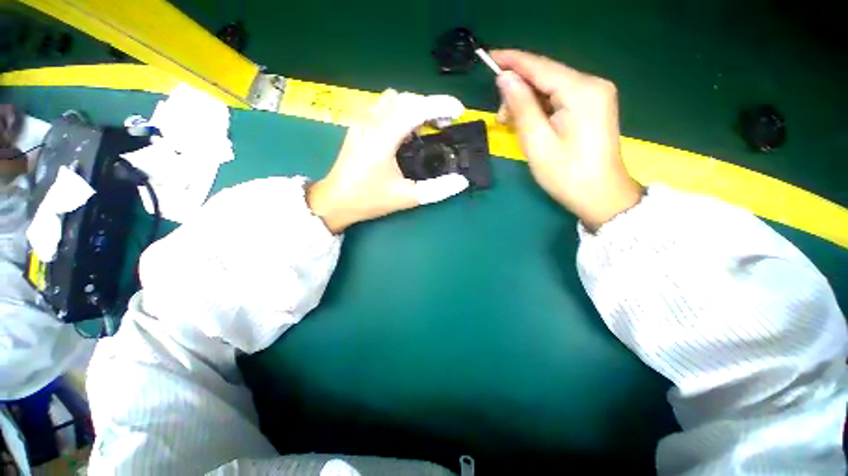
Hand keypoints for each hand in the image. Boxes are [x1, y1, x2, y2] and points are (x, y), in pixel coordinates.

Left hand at [307, 90, 469, 233]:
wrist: (335, 201)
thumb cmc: (368, 199)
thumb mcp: (405, 198)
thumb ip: (436, 190)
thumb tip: (461, 182)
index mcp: (383, 137)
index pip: (416, 108)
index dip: (441, 105)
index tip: (459, 111)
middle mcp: (372, 122)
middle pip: (406, 99)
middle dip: (430, 106)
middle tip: (444, 126)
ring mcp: (363, 123)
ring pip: (393, 101)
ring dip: (415, 108)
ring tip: (426, 128)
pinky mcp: (359, 128)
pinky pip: (383, 109)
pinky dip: (401, 113)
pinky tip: (405, 134)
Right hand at [491, 50, 642, 230]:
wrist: (600, 196)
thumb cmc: (566, 174)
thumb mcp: (537, 142)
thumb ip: (522, 107)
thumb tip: (505, 79)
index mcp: (581, 91)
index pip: (540, 66)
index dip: (513, 60)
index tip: (489, 57)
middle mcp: (592, 84)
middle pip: (546, 76)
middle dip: (519, 91)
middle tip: (502, 118)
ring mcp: (595, 95)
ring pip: (551, 87)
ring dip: (528, 102)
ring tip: (513, 125)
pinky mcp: (592, 106)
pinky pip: (559, 98)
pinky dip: (540, 108)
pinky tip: (530, 123)